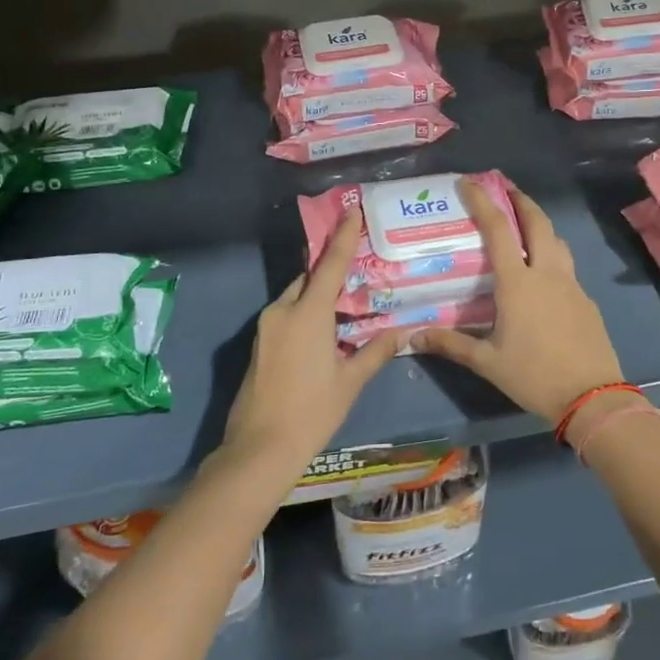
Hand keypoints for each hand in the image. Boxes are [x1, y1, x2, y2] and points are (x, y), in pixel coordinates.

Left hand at [220, 208, 398, 468]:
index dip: (343, 236)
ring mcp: (265, 328)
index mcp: (308, 314)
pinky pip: (285, 316)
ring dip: (317, 296)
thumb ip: (375, 352)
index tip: (351, 210)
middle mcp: (282, 312)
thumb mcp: (349, 382)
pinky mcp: (257, 345)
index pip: (331, 265)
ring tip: (344, 306)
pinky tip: (322, 332)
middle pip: (309, 279)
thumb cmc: (312, 413)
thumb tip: (402, 333)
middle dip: (330, 272)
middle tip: (357, 271)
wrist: (259, 449)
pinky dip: (304, 313)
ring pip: (295, 298)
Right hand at [411, 181, 622, 423]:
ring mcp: (571, 284)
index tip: (469, 182)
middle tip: (504, 188)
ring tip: (525, 224)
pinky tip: (542, 273)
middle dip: (520, 199)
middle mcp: (546, 273)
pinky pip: (566, 265)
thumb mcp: (488, 362)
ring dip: (540, 223)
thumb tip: (413, 336)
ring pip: (556, 240)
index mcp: (518, 283)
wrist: (593, 397)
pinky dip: (551, 253)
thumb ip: (452, 344)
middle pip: (537, 221)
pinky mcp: (586, 300)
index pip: (498, 229)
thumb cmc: (535, 376)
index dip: (482, 201)